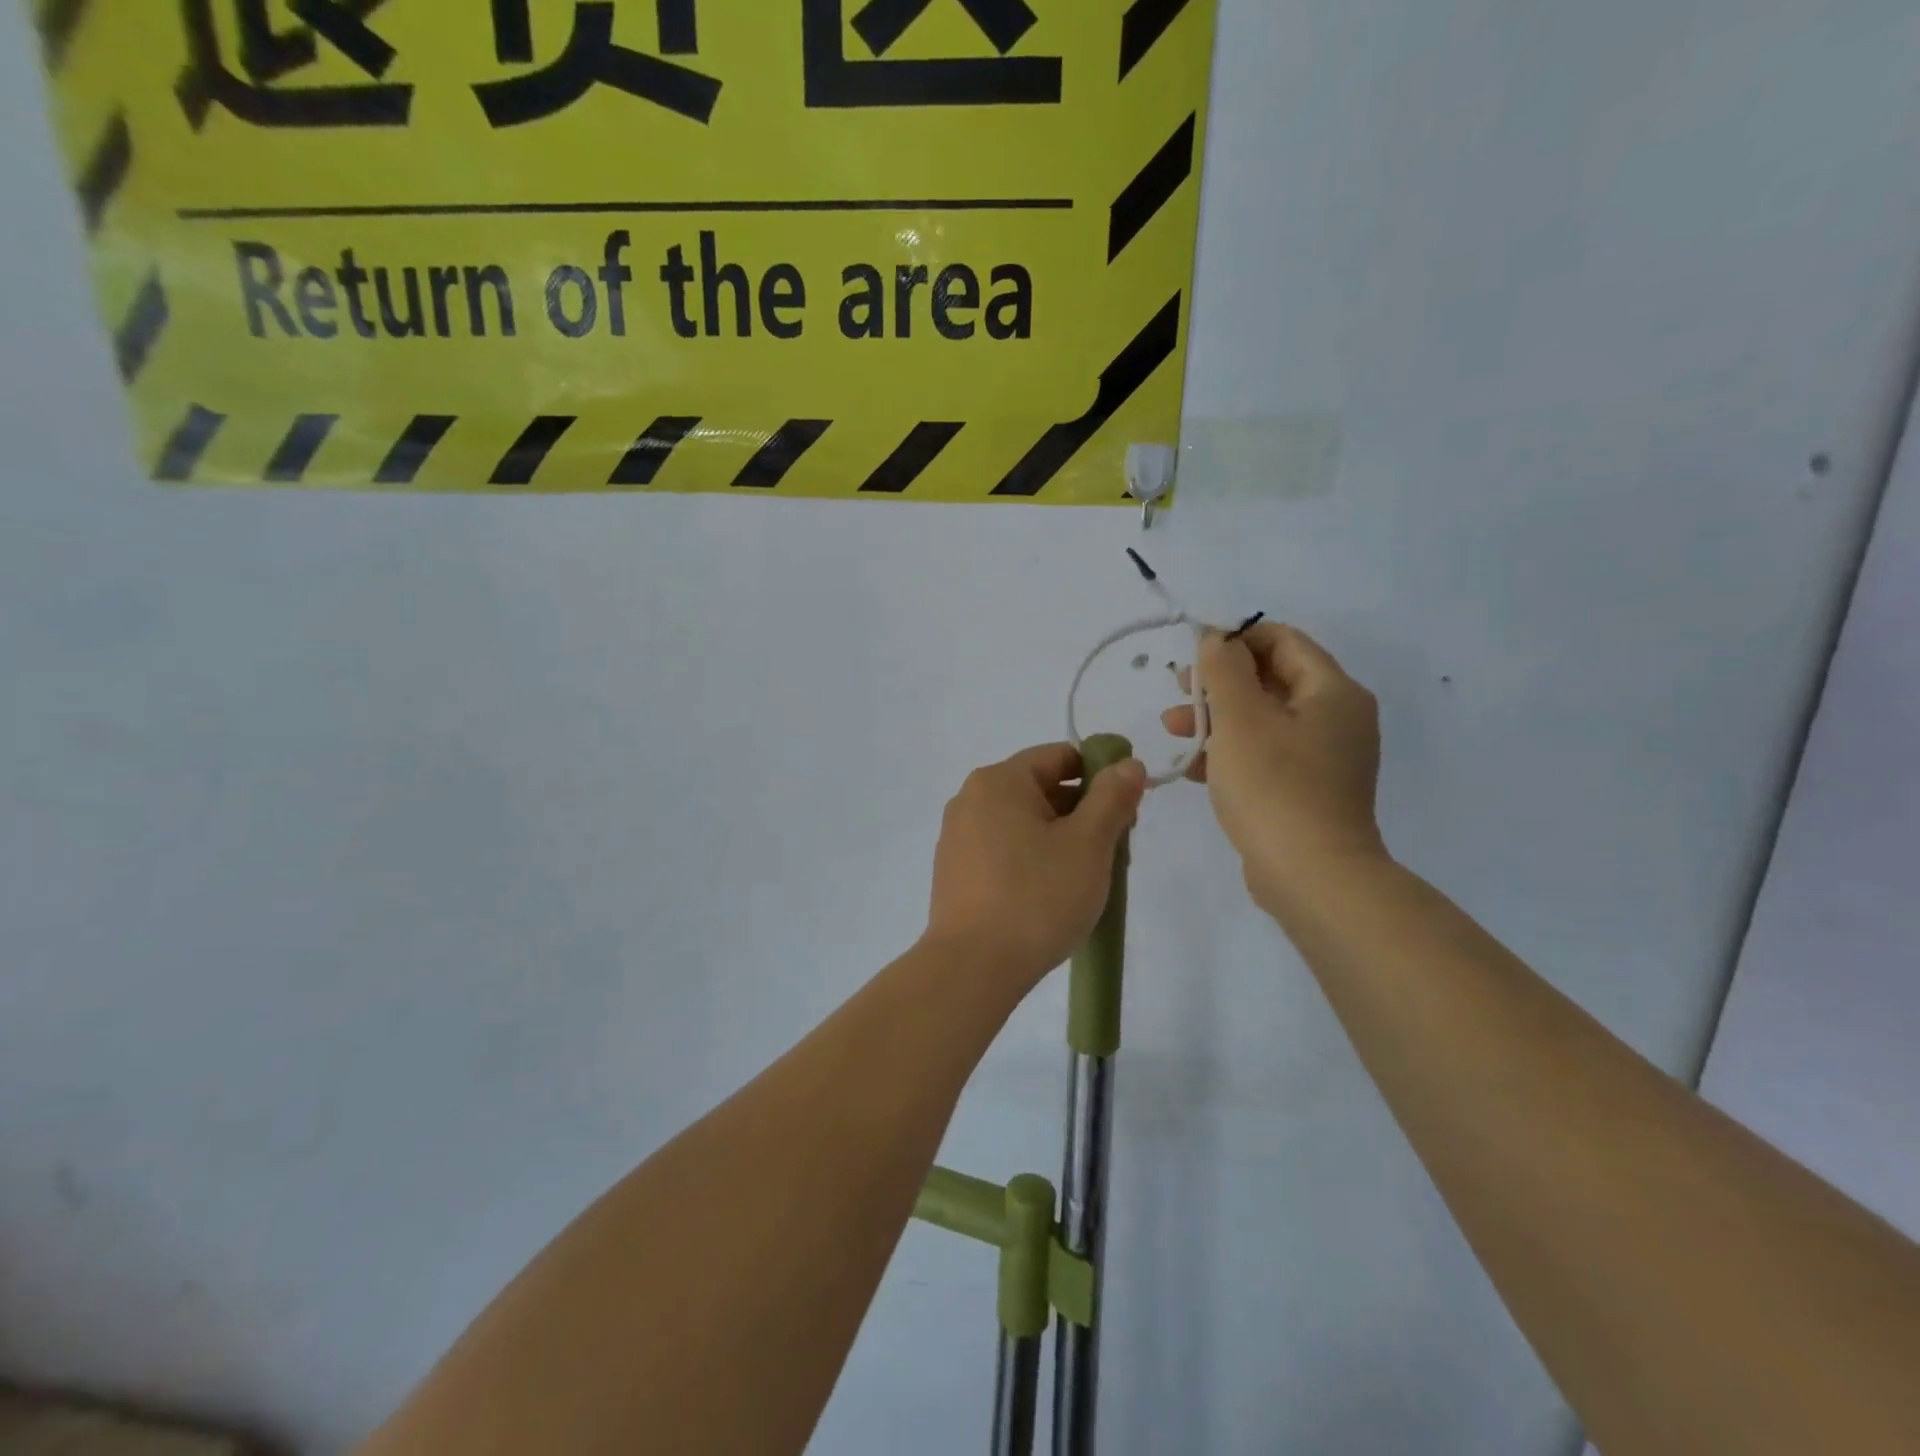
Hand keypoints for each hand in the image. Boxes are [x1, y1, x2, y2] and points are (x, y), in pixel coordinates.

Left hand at [926, 743, 1146, 990]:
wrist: (973, 967)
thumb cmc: (1037, 896)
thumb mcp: (1088, 843)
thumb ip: (1111, 797)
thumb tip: (1127, 764)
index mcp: (998, 781)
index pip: (1059, 756)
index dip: (1100, 776)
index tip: (1127, 810)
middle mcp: (970, 799)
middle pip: (1041, 788)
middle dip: (1083, 813)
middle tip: (1116, 850)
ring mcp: (958, 837)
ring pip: (1023, 823)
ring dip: (1061, 839)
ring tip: (1089, 878)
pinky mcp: (955, 872)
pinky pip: (1003, 849)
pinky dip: (1032, 859)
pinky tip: (1052, 893)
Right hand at [1164, 624, 1386, 906]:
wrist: (1312, 877)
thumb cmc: (1274, 787)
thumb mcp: (1239, 718)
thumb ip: (1223, 669)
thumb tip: (1216, 638)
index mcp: (1332, 691)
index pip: (1282, 640)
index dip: (1234, 640)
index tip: (1191, 657)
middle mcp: (1337, 718)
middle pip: (1271, 679)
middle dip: (1218, 683)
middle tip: (1176, 692)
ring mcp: (1326, 758)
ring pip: (1264, 719)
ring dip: (1217, 718)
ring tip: (1174, 729)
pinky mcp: (1309, 791)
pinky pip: (1267, 755)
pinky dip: (1232, 752)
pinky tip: (1195, 767)